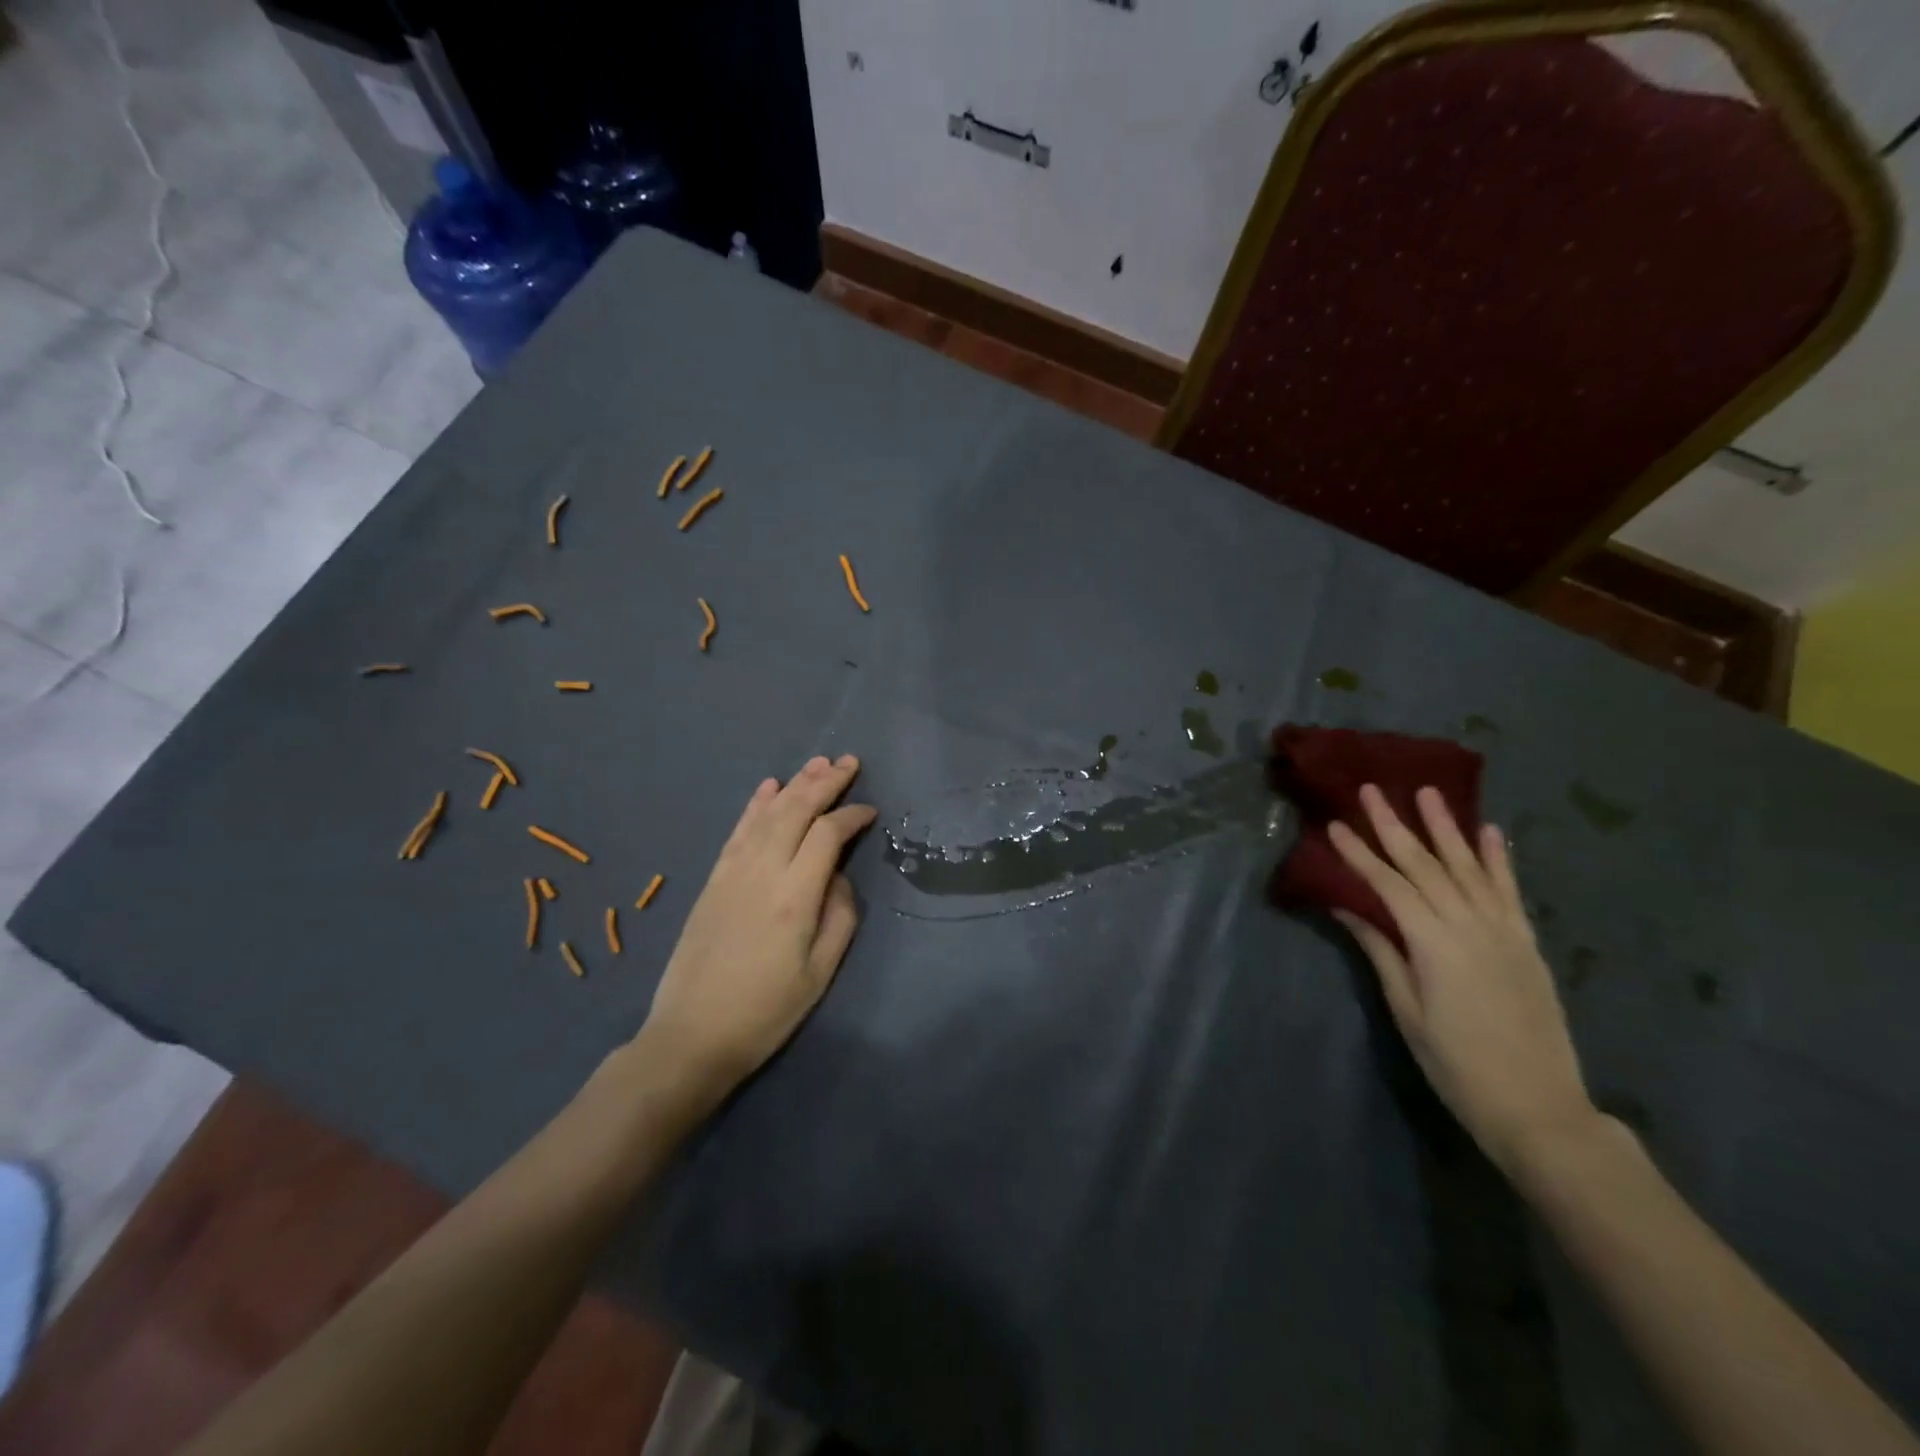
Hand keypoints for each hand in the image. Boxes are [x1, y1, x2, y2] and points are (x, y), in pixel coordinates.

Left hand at [633, 755, 875, 1113]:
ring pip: (767, 814)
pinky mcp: (713, 880)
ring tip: (817, 763)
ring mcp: (732, 872)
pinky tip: (768, 787)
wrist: (691, 1036)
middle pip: (796, 811)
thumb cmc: (765, 1012)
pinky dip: (755, 805)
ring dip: (794, 784)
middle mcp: (762, 871)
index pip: (828, 835)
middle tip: (849, 761)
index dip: (852, 816)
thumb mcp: (819, 973)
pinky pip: (738, 831)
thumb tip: (838, 878)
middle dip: (825, 782)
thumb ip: (839, 917)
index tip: (871, 811)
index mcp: (794, 896)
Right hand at [1328, 785, 1594, 1176]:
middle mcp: (1471, 926)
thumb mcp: (1407, 1010)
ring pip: (1470, 867)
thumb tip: (1347, 906)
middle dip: (1395, 825)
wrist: (1538, 1107)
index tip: (1335, 824)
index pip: (1389, 885)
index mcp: (1434, 944)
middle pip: (1427, 865)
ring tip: (1428, 793)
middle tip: (1373, 790)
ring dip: (1447, 828)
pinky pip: (1510, 891)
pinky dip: (1500, 860)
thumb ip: (1381, 951)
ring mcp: (1504, 931)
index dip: (1359, 853)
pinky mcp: (1526, 943)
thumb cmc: (1456, 1064)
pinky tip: (1490, 832)